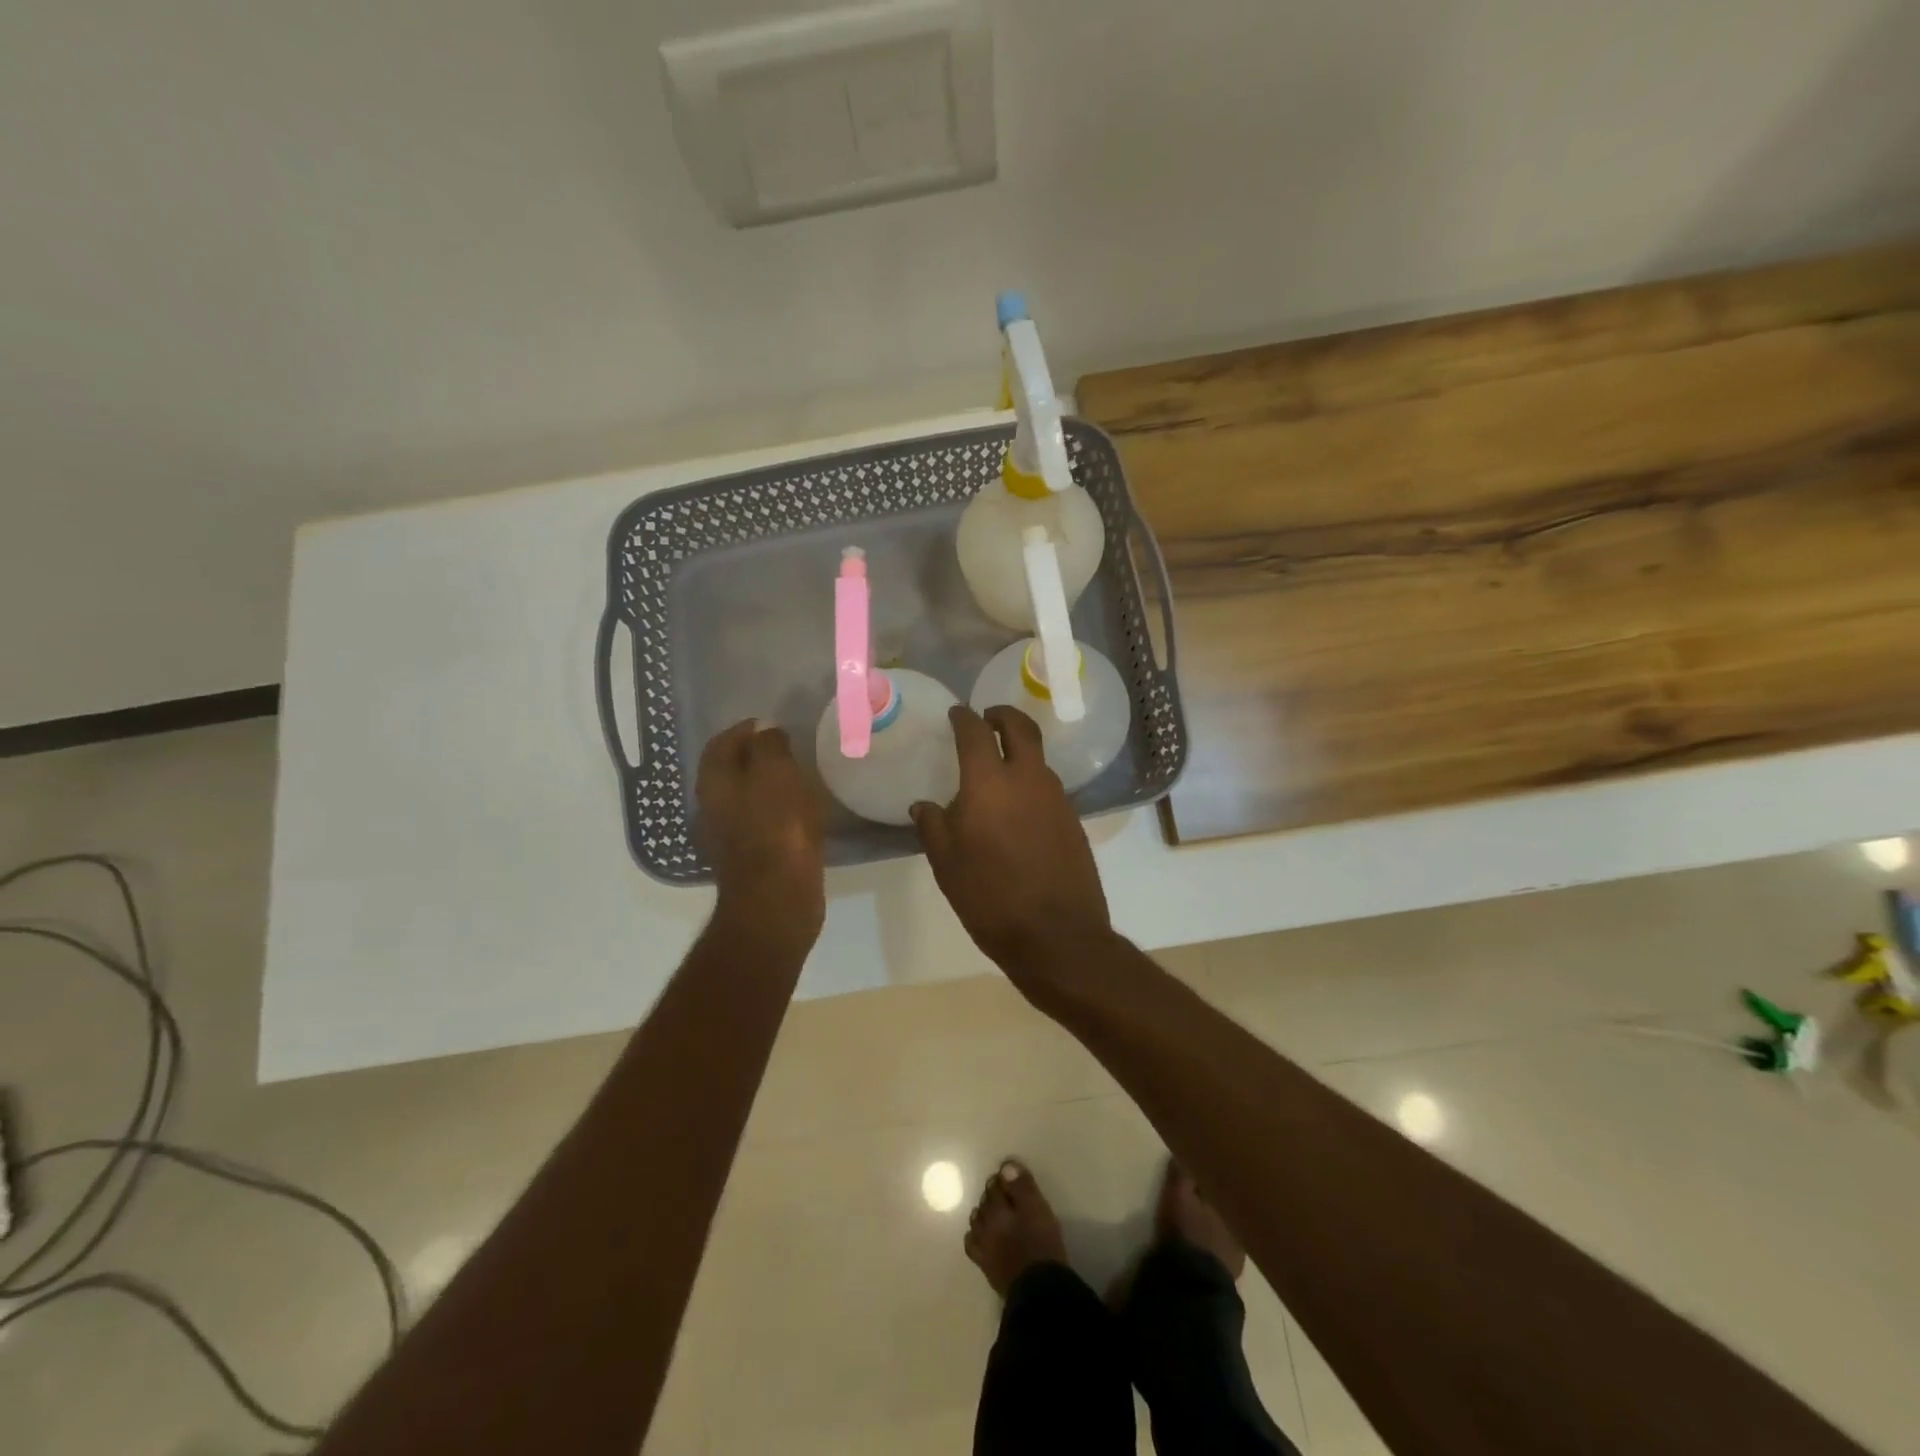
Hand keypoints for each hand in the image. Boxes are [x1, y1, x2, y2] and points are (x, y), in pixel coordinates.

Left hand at [697, 720, 825, 951]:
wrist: (777, 899)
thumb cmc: (776, 828)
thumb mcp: (776, 773)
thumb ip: (769, 746)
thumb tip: (766, 731)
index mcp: (714, 782)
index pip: (722, 742)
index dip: (746, 729)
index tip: (774, 724)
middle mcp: (713, 807)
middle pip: (732, 770)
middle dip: (757, 756)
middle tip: (790, 748)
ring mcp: (729, 836)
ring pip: (747, 797)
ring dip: (769, 784)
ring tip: (800, 777)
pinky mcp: (751, 858)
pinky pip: (762, 823)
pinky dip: (778, 811)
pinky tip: (801, 813)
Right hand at [911, 706, 1111, 994]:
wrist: (1056, 935)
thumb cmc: (990, 897)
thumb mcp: (947, 864)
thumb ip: (933, 826)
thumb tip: (924, 806)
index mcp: (989, 782)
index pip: (976, 732)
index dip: (964, 718)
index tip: (957, 714)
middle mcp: (1027, 778)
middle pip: (1021, 728)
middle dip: (1003, 716)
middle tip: (988, 717)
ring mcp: (1055, 797)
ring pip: (1037, 757)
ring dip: (1019, 749)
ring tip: (999, 766)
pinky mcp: (1072, 819)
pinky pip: (1047, 786)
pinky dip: (1031, 780)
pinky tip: (1017, 806)